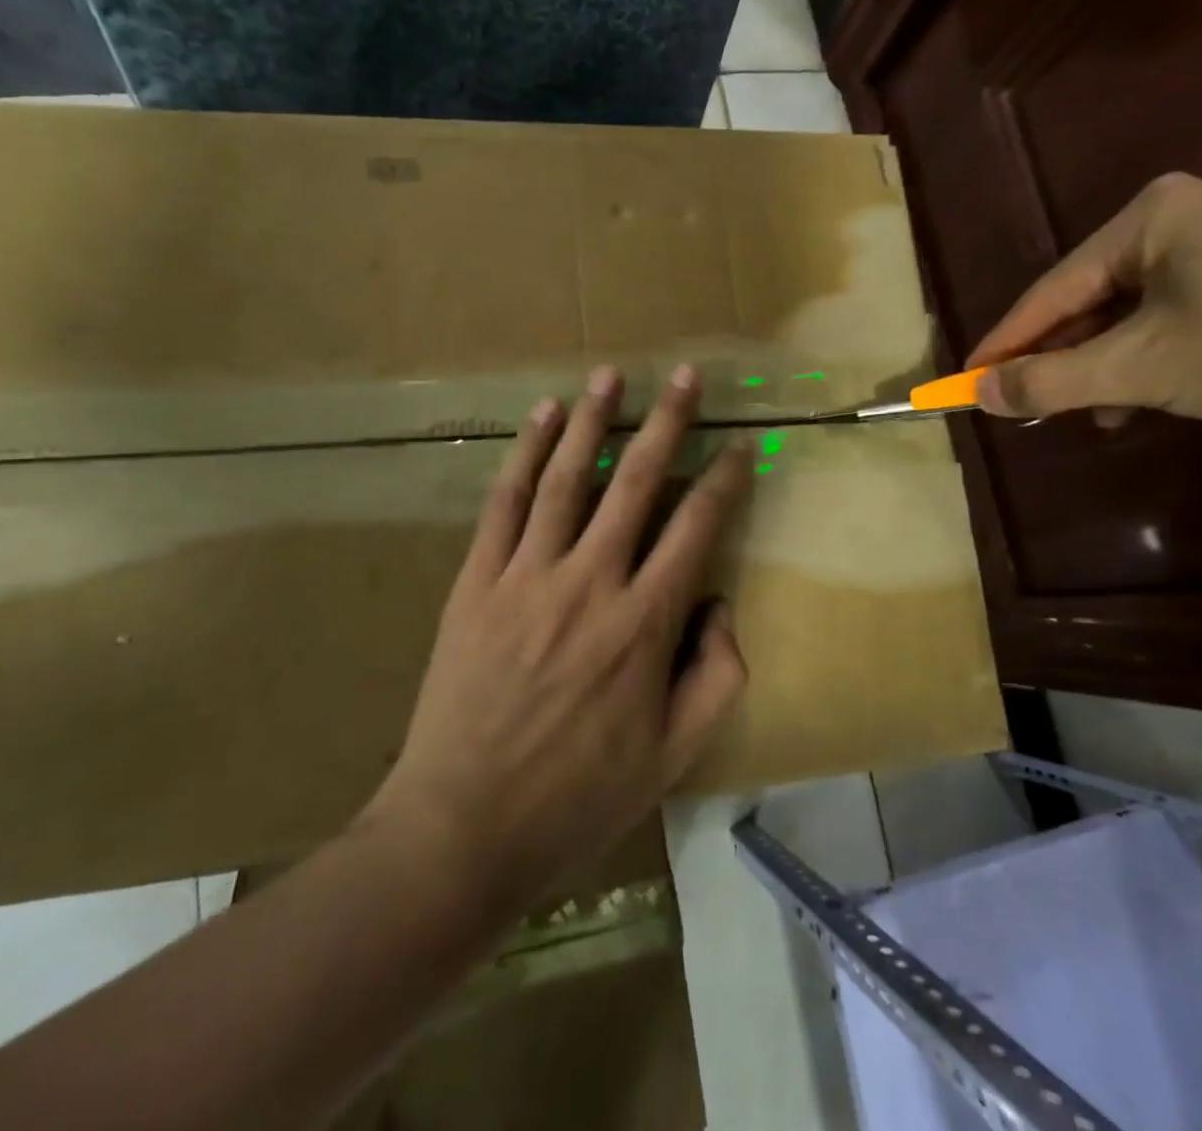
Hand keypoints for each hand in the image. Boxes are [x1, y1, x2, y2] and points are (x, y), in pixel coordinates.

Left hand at [374, 364, 752, 910]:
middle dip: (667, 423)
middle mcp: (590, 582)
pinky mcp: (477, 580)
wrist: (463, 827)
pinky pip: (504, 503)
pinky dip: (525, 454)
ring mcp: (527, 575)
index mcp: (644, 623)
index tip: (738, 445)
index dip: (722, 480)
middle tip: (687, 376)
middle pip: (636, 483)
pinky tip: (543, 417)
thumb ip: (715, 675)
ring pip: (567, 478)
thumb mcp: (673, 756)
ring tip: (611, 374)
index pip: (696, 528)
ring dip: (593, 420)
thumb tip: (718, 605)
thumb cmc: (578, 797)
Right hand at [967, 173, 1201, 430]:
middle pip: (1090, 299)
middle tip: (1024, 404)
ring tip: (1088, 414)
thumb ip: (1050, 380)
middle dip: (1060, 358)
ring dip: (1104, 366)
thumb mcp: (1141, 367)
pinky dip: (1150, 358)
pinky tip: (1145, 397)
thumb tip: (976, 394)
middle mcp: (1182, 218)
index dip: (1004, 341)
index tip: (964, 380)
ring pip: (1132, 313)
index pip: (1051, 289)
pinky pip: (1176, 316)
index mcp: (1147, 219)